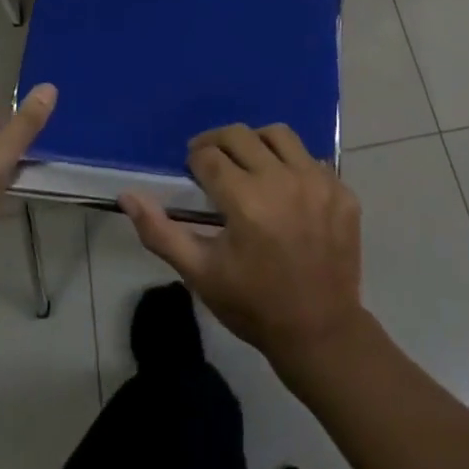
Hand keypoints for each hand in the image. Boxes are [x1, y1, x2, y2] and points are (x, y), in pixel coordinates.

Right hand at [120, 123, 364, 369]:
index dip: (196, 161)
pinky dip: (291, 165)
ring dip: (256, 143)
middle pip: (240, 135)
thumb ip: (160, 232)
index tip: (194, 174)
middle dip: (218, 143)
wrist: (321, 334)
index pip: (209, 156)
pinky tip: (284, 189)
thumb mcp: (200, 273)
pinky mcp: (342, 191)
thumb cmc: (253, 305)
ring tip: (249, 164)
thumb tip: (127, 195)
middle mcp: (282, 181)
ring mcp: (317, 183)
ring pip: (279, 135)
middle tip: (211, 161)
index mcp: (246, 201)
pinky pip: (310, 159)